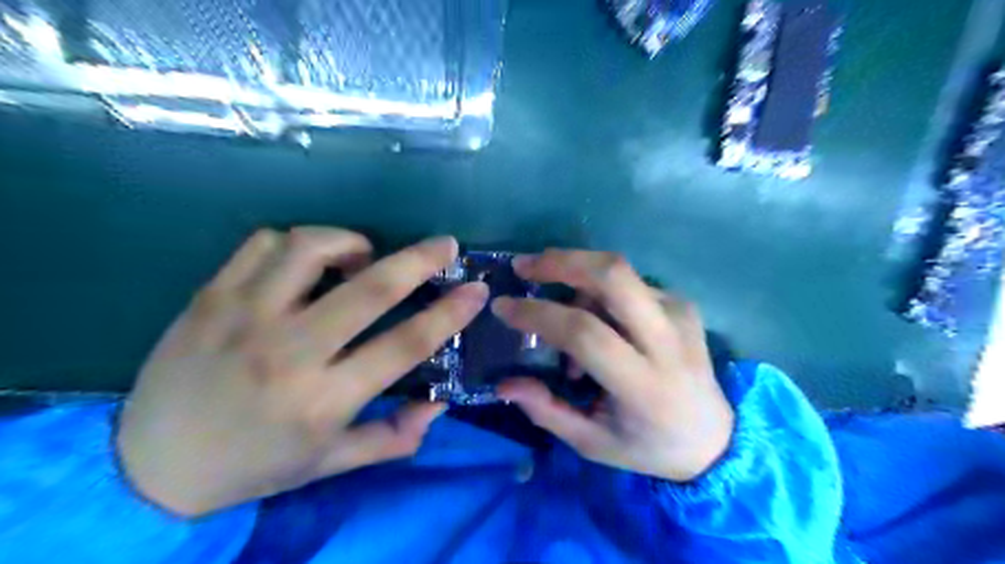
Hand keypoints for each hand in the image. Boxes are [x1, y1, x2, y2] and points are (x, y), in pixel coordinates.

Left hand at [116, 226, 485, 515]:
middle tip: (445, 245)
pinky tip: (306, 264)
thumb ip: (394, 437)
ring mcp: (244, 317)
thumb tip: (440, 404)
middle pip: (369, 289)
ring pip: (310, 248)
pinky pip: (263, 243)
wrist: (149, 465)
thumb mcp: (330, 464)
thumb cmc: (254, 464)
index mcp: (324, 399)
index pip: (404, 345)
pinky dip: (298, 243)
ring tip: (363, 257)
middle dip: (419, 260)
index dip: (449, 314)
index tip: (475, 290)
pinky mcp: (211, 297)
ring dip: (351, 243)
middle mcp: (289, 352)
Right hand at [492, 250, 734, 479]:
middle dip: (561, 261)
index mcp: (644, 384)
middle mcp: (667, 340)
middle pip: (613, 275)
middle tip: (525, 267)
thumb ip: (546, 411)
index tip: (502, 306)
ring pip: (618, 273)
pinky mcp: (683, 304)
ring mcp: (679, 314)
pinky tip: (596, 321)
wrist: (716, 438)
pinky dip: (598, 293)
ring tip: (562, 318)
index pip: (585, 333)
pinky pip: (629, 283)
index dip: (538, 314)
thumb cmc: (647, 445)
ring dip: (576, 282)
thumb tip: (503, 383)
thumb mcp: (592, 443)